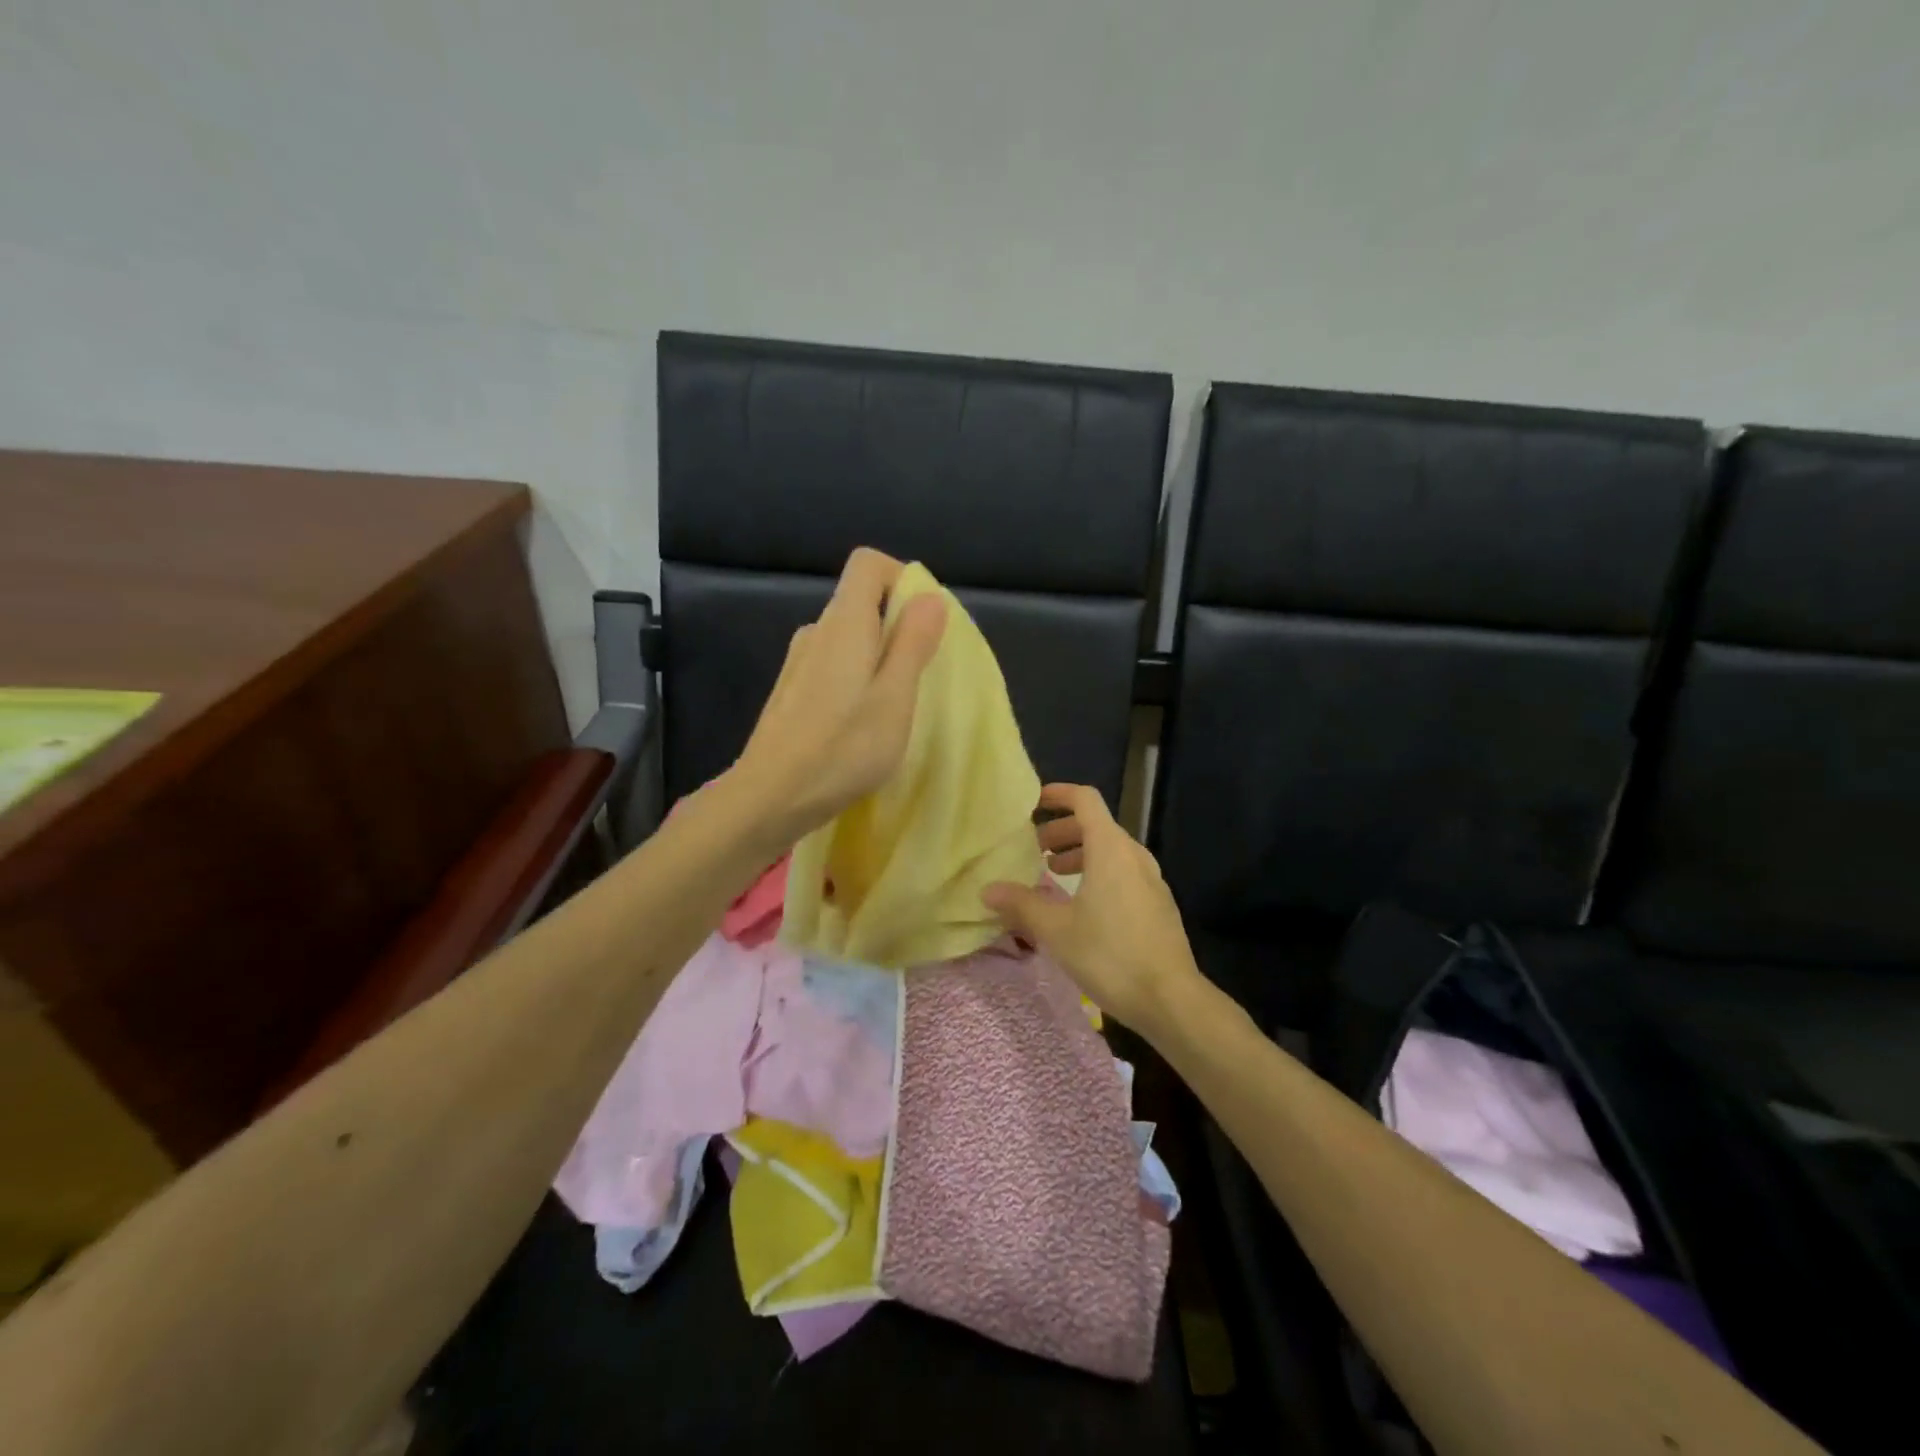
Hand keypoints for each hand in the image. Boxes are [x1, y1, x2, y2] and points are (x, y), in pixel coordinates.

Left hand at [731, 547, 945, 843]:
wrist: (769, 798)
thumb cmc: (842, 748)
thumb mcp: (894, 697)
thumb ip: (912, 642)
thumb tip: (929, 596)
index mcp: (843, 623)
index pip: (868, 564)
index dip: (902, 579)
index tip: (925, 621)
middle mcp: (816, 632)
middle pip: (861, 601)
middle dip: (898, 625)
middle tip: (920, 675)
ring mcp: (798, 662)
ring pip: (849, 638)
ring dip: (878, 657)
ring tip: (894, 706)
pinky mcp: (791, 692)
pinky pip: (833, 665)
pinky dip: (857, 678)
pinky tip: (860, 724)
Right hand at [980, 783, 1203, 1034]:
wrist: (1171, 999)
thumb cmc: (1110, 955)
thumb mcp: (1056, 930)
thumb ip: (1021, 904)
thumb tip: (988, 890)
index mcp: (1111, 849)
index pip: (1085, 800)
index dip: (1059, 794)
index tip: (1033, 803)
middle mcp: (1134, 855)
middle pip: (1097, 825)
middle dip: (1064, 830)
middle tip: (1036, 849)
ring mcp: (1152, 880)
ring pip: (1112, 851)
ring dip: (1081, 854)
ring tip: (1054, 876)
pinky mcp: (1159, 904)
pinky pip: (1124, 873)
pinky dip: (1099, 873)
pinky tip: (1083, 906)